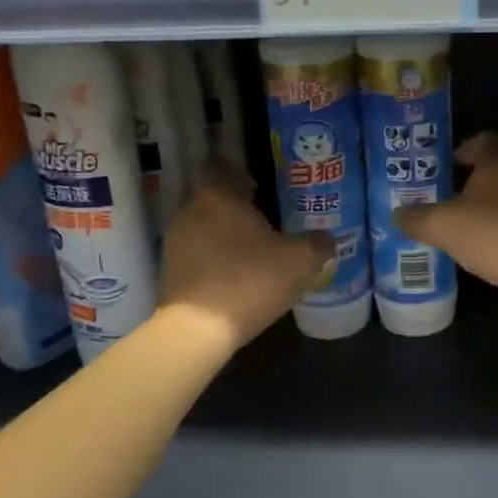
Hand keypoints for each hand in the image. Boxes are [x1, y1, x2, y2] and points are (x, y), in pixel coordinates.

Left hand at [161, 164, 333, 348]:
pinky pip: (197, 253)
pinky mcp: (169, 271)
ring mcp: (175, 242)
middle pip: (214, 198)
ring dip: (225, 234)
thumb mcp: (299, 262)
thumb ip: (317, 244)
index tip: (260, 184)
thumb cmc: (250, 281)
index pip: (222, 167)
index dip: (241, 173)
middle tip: (266, 218)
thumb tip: (328, 238)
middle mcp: (190, 211)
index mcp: (218, 196)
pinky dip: (214, 258)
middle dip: (237, 207)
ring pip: (204, 226)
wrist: (197, 331)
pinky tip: (236, 274)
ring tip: (253, 250)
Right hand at [394, 133, 497, 323]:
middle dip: (474, 182)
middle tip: (449, 201)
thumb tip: (397, 214)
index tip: (445, 170)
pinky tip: (494, 249)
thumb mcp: (443, 227)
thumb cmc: (496, 235)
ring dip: (494, 207)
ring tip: (469, 228)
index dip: (461, 151)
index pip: (482, 139)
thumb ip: (417, 218)